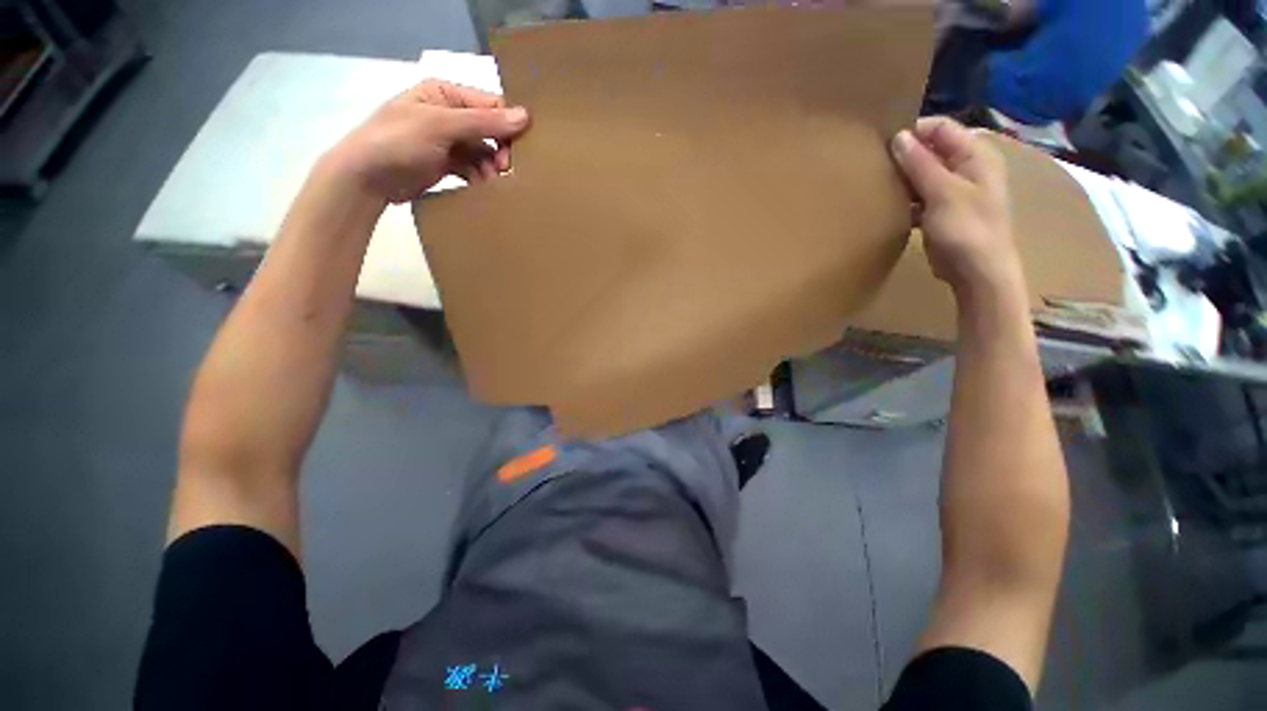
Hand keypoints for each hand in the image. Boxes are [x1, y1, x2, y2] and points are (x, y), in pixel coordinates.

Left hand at [320, 80, 530, 203]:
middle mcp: (448, 113)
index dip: (508, 125)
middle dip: (499, 150)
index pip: (489, 105)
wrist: (366, 177)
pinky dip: (479, 177)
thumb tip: (525, 116)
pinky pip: (472, 168)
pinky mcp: (446, 163)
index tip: (518, 151)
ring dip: (490, 168)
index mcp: (445, 93)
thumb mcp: (441, 126)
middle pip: (489, 130)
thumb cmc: (398, 141)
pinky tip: (481, 187)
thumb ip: (483, 122)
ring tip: (491, 183)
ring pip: (483, 152)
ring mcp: (447, 140)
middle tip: (504, 169)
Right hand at [890, 116, 1022, 299]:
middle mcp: (966, 168)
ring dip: (902, 179)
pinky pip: (920, 197)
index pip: (941, 128)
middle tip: (875, 165)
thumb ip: (920, 164)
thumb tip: (898, 137)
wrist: (977, 272)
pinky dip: (905, 200)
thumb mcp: (943, 193)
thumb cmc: (966, 229)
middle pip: (931, 151)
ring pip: (923, 175)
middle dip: (905, 156)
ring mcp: (954, 192)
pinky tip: (887, 207)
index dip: (914, 131)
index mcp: (975, 155)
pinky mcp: (942, 212)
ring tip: (876, 184)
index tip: (882, 144)